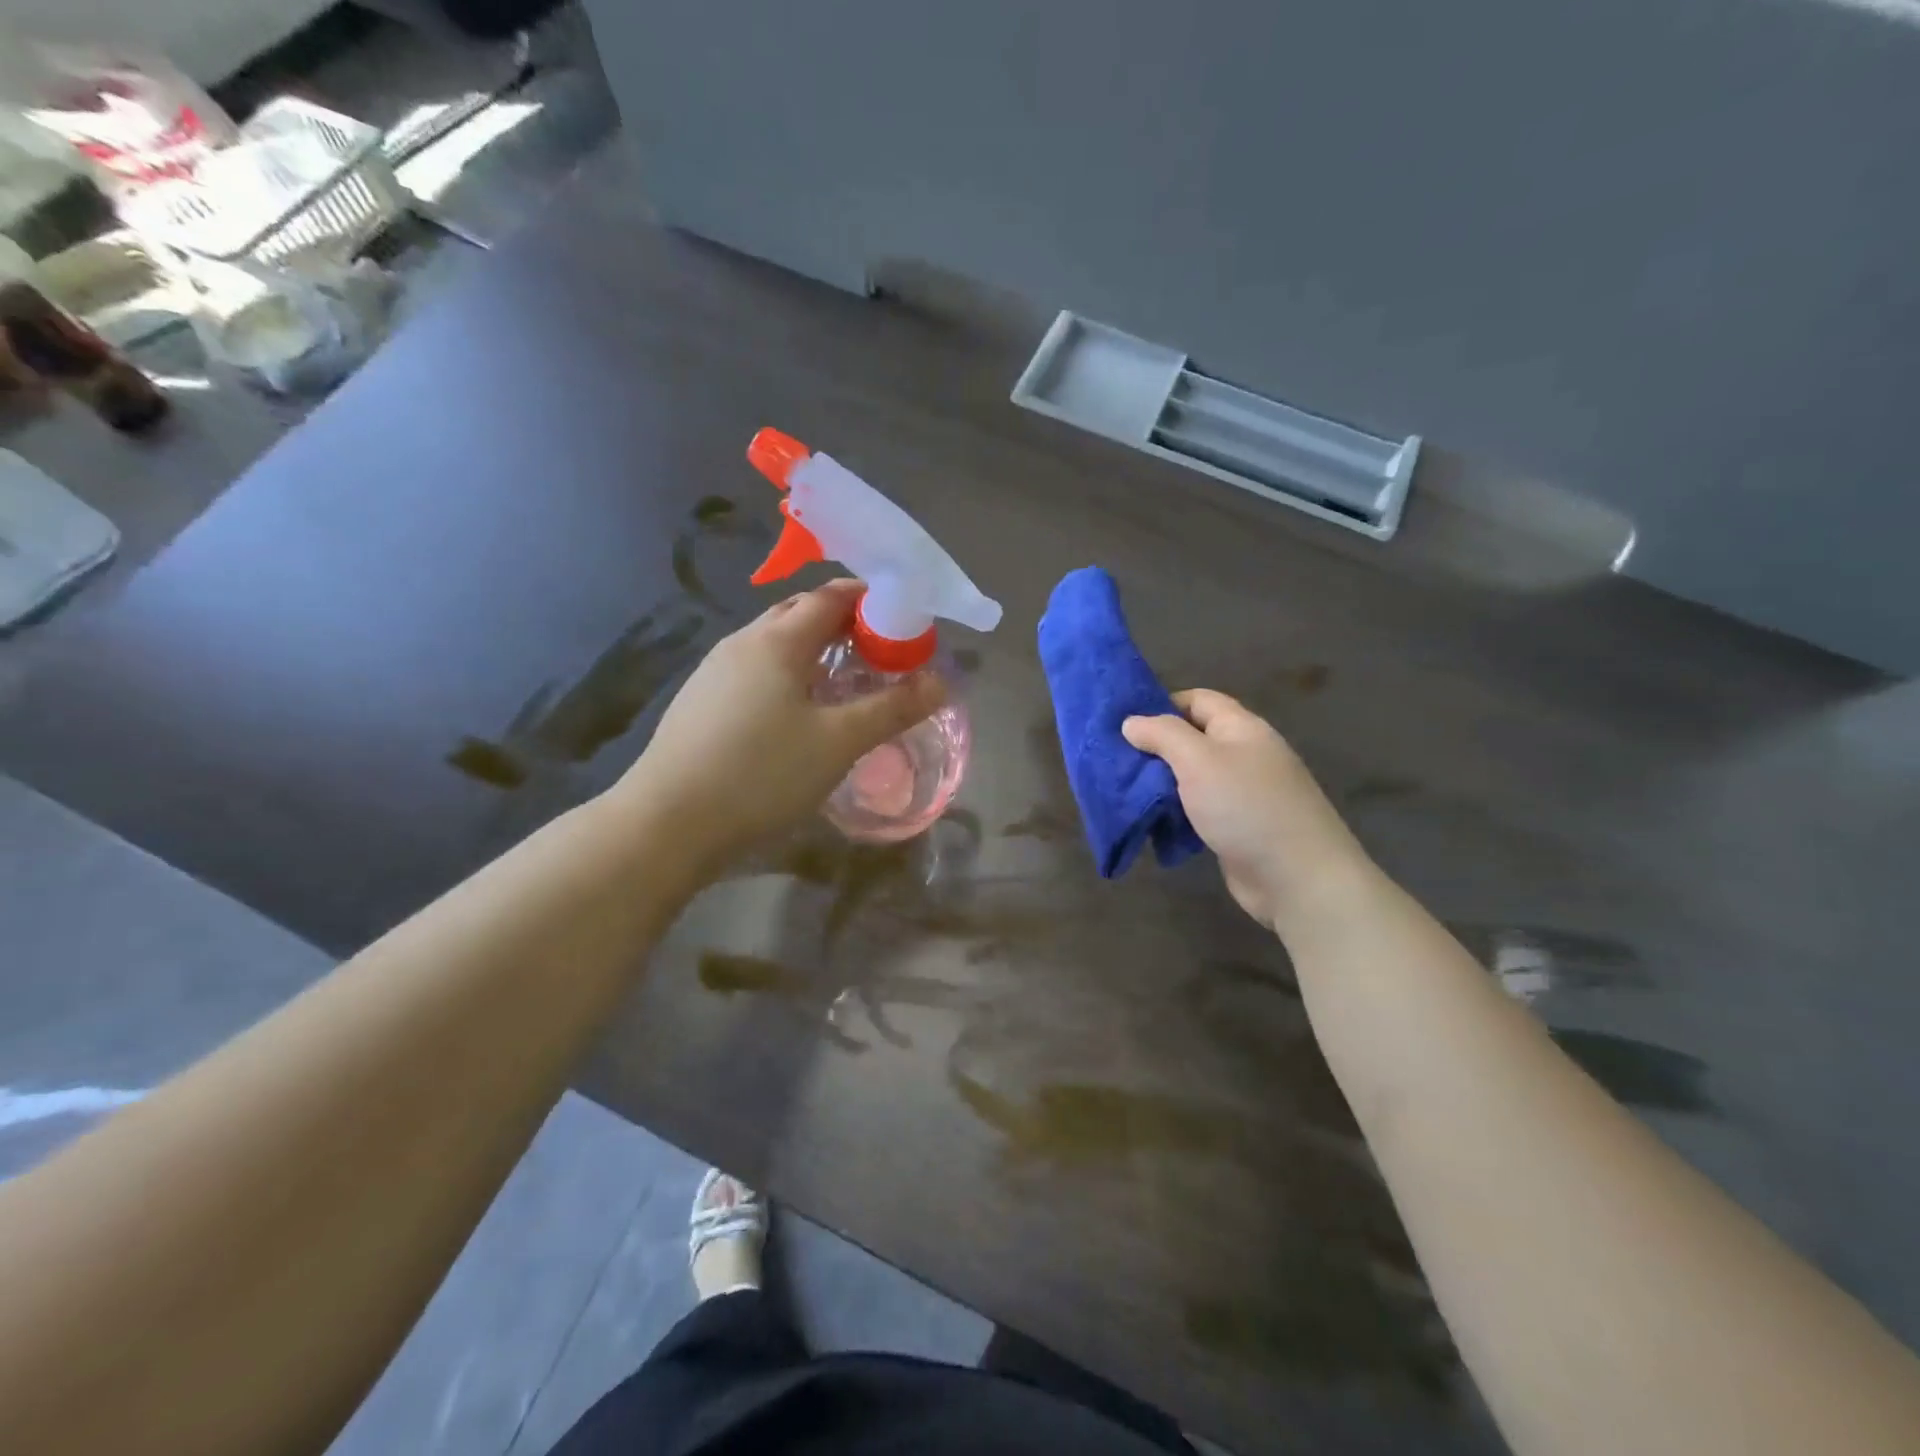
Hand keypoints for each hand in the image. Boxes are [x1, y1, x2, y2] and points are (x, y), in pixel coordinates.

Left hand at [612, 580, 944, 878]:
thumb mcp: (839, 742)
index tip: (902, 623)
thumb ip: (893, 708)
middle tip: (879, 653)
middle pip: (800, 612)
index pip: (832, 596)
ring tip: (843, 681)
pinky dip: (787, 672)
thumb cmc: (761, 774)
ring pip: (774, 642)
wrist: (668, 822)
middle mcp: (743, 642)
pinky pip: (755, 668)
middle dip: (844, 622)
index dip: (871, 601)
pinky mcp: (700, 700)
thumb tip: (941, 681)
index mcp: (778, 640)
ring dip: (813, 648)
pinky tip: (795, 712)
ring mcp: (714, 670)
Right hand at [1123, 690, 1375, 931]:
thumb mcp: (1199, 760)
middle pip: (1193, 738)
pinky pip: (1199, 809)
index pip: (1198, 700)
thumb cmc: (1246, 807)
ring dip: (1161, 783)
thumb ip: (1163, 735)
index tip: (1125, 723)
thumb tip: (1132, 722)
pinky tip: (1152, 821)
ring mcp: (1243, 793)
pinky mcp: (1238, 827)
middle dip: (1156, 747)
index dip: (1162, 705)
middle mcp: (1245, 754)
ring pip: (1193, 776)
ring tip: (1124, 790)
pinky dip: (1175, 812)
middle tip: (1115, 759)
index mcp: (1242, 728)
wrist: (1297, 878)